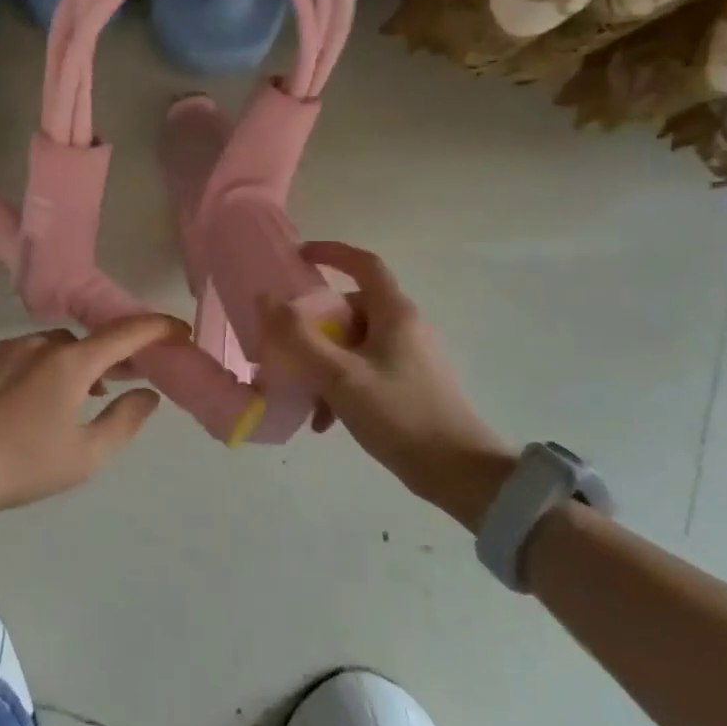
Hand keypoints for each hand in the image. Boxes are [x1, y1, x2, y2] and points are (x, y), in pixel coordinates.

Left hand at [0, 313, 189, 523]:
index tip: (178, 330)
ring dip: (69, 366)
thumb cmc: (21, 465)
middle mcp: (38, 343)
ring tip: (69, 401)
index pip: (125, 334)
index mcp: (70, 363)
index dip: (156, 328)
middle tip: (117, 383)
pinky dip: (35, 370)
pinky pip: (18, 355)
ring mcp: (2, 347)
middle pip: (85, 343)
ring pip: (49, 349)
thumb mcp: (85, 456)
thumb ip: (124, 421)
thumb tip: (148, 394)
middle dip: (107, 357)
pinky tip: (24, 404)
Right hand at [266, 241, 513, 525]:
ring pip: (352, 343)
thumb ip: (298, 336)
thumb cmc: (399, 414)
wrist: (460, 473)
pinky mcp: (408, 384)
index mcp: (394, 313)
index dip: (331, 252)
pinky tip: (324, 420)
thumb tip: (267, 299)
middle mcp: (404, 327)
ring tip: (302, 394)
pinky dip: (339, 385)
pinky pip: (363, 369)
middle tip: (285, 344)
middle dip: (314, 325)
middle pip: (350, 308)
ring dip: (322, 362)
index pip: (363, 263)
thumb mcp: (339, 375)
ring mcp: (408, 357)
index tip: (298, 256)